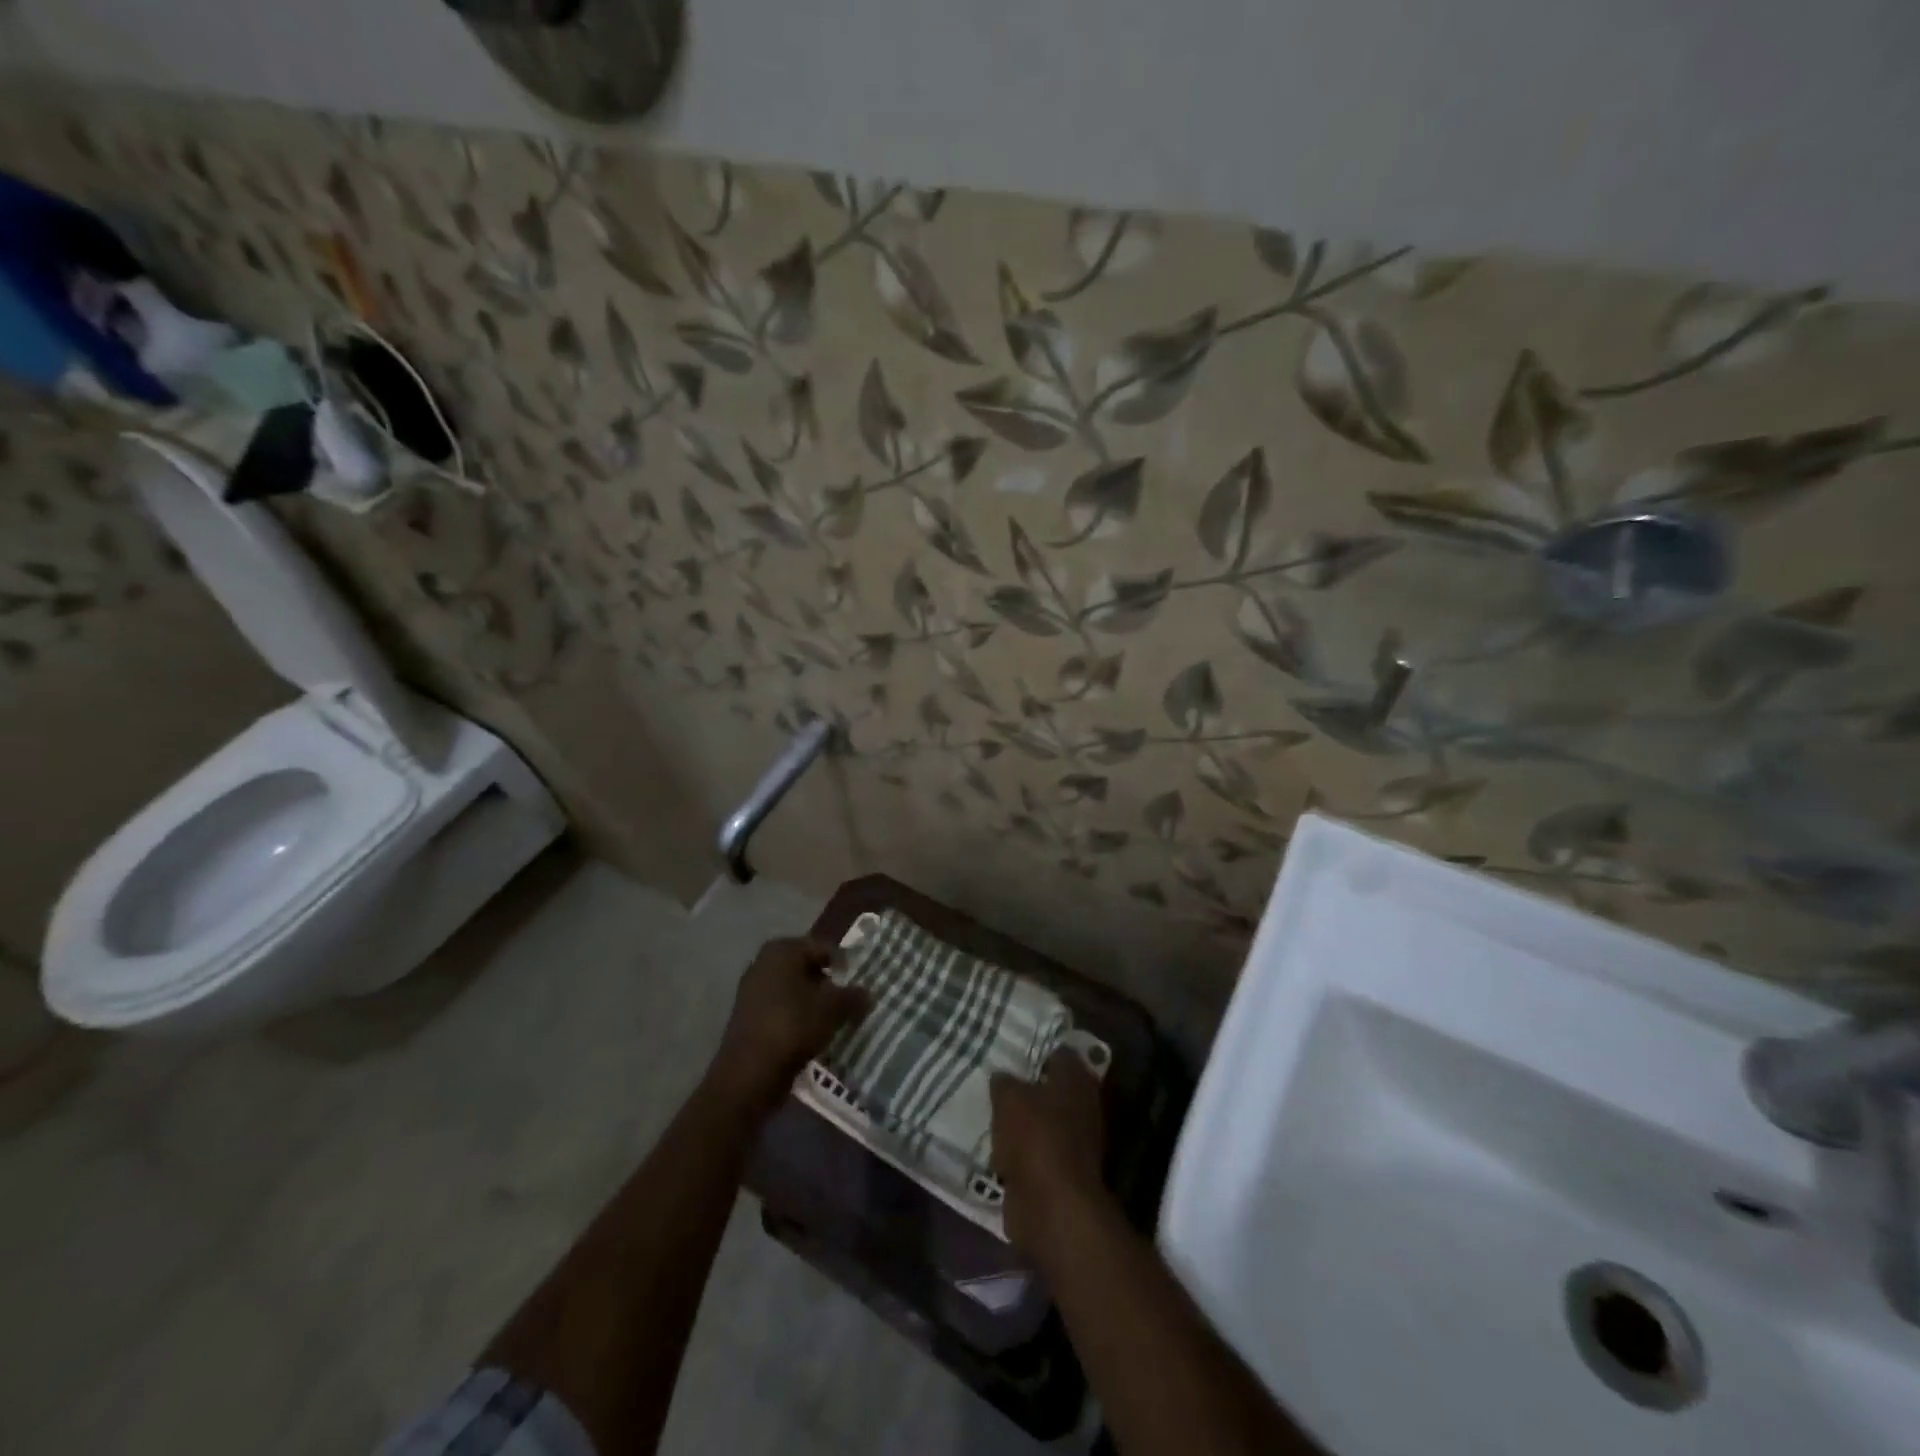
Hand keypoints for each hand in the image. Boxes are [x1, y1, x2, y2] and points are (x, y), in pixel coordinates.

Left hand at [705, 937, 868, 1116]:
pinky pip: (783, 1009)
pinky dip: (799, 1017)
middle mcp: (764, 963)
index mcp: (782, 950)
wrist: (748, 1074)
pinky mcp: (750, 1017)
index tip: (860, 984)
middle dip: (830, 984)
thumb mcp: (833, 1008)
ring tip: (836, 1020)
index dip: (845, 965)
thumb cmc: (793, 1026)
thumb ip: (853, 996)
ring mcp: (753, 990)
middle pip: (808, 968)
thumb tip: (867, 993)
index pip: (823, 948)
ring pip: (795, 990)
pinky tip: (814, 1034)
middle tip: (851, 1002)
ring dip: (815, 1003)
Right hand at [989, 1049, 1107, 1256]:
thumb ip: (1004, 1082)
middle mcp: (1082, 1105)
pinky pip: (1035, 1149)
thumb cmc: (1036, 1139)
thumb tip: (1002, 1076)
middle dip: (1025, 1084)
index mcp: (1076, 1079)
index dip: (1035, 1049)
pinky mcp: (1061, 1170)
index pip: (1058, 1052)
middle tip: (995, 1076)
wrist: (1053, 1207)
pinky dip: (1020, 1148)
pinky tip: (995, 1142)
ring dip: (1021, 1118)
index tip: (1010, 1046)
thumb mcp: (1009, 1099)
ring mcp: (1075, 1140)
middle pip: (1050, 1086)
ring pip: (1042, 1119)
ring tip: (989, 1108)